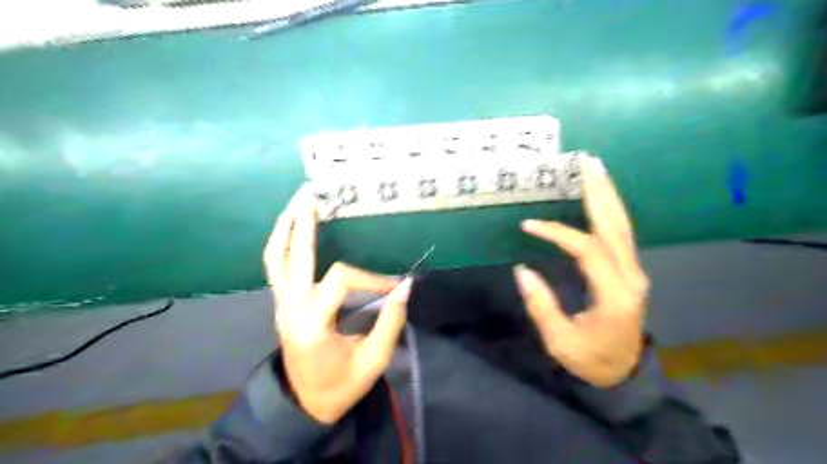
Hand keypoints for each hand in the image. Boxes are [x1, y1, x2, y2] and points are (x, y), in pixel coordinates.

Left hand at [263, 184, 411, 424]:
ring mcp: (280, 304)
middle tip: (311, 194)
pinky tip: (292, 227)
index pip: (341, 280)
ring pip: (275, 258)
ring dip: (286, 227)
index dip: (371, 278)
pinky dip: (282, 242)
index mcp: (313, 324)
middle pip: (293, 256)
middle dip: (304, 223)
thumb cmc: (341, 385)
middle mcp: (290, 308)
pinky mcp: (280, 303)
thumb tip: (406, 286)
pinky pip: (275, 266)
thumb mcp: (373, 360)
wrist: (305, 402)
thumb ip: (390, 322)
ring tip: (298, 202)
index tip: (394, 288)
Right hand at [515, 156, 649, 388]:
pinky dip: (610, 211)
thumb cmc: (590, 359)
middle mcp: (630, 276)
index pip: (587, 250)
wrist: (623, 372)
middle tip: (587, 163)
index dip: (558, 233)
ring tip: (595, 169)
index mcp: (614, 295)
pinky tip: (600, 197)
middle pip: (616, 226)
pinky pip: (621, 234)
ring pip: (622, 226)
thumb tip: (522, 271)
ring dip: (608, 196)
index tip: (529, 225)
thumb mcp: (560, 341)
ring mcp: (634, 271)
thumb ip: (541, 305)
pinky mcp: (629, 270)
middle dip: (600, 192)